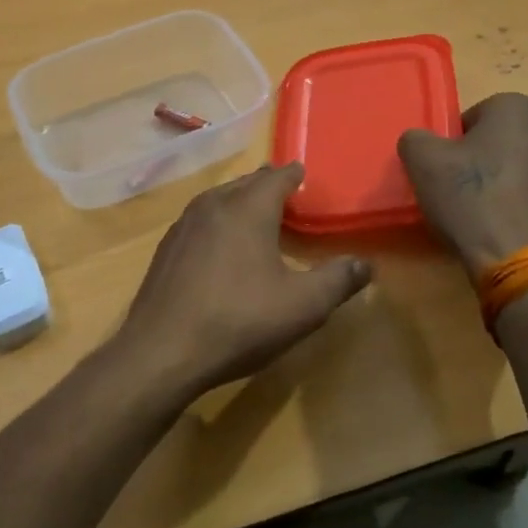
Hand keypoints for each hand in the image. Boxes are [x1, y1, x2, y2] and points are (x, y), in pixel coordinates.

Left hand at [112, 164, 371, 401]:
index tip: (303, 175)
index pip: (277, 177)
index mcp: (248, 208)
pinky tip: (219, 246)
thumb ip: (337, 280)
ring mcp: (183, 226)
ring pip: (218, 200)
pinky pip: (199, 221)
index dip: (294, 176)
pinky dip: (217, 223)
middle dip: (266, 185)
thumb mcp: (302, 306)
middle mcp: (213, 205)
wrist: (161, 351)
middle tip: (285, 194)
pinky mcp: (165, 249)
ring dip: (239, 202)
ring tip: (255, 215)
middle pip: (245, 184)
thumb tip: (365, 264)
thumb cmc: (239, 321)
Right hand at [397, 93, 527, 274]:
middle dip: (482, 157)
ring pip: (522, 165)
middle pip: (502, 139)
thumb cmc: (471, 199)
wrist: (518, 260)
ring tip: (482, 210)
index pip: (474, 116)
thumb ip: (416, 138)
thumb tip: (422, 141)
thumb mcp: (422, 161)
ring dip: (504, 179)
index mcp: (518, 107)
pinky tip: (504, 225)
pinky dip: (522, 202)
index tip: (446, 169)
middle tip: (460, 188)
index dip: (454, 143)